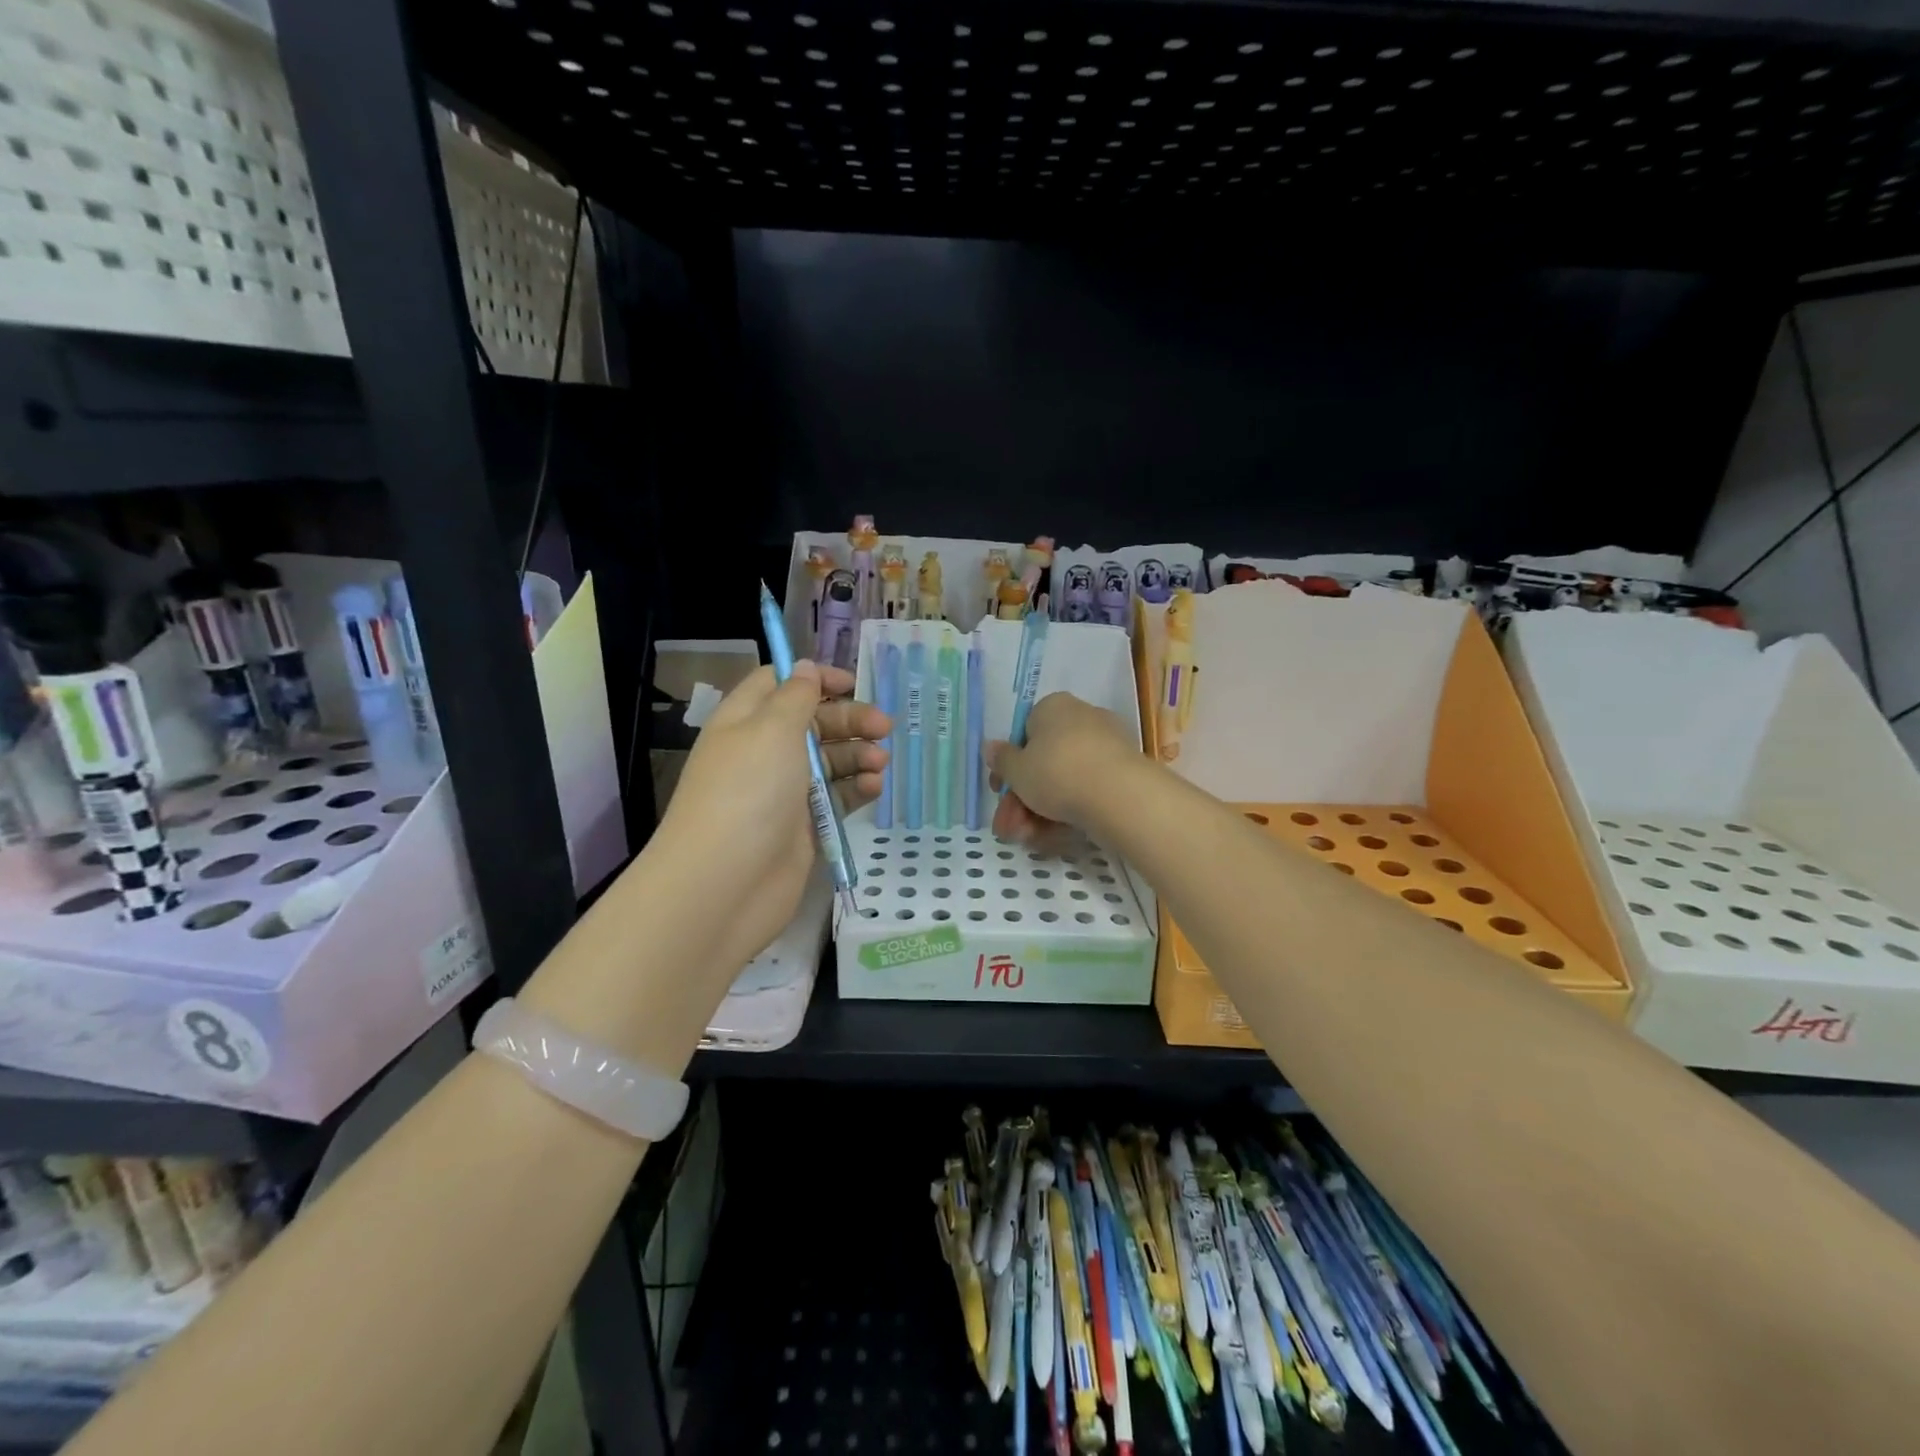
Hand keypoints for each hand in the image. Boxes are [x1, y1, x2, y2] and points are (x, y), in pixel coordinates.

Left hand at [659, 662, 889, 972]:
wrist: (727, 882)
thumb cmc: (748, 791)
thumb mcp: (773, 729)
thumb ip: (796, 696)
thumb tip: (803, 667)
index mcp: (745, 721)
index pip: (779, 684)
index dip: (814, 678)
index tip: (852, 683)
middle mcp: (763, 753)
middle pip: (812, 723)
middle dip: (849, 719)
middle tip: (884, 727)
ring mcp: (783, 792)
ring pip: (828, 761)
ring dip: (857, 755)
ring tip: (880, 763)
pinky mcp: (802, 826)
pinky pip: (835, 798)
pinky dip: (855, 789)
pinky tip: (874, 787)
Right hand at [986, 692, 1137, 844]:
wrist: (1119, 795)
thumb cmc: (1057, 772)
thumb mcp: (1017, 769)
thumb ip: (1001, 759)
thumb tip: (990, 746)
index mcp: (1054, 707)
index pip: (1025, 733)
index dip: (1010, 766)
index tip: (1000, 791)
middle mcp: (1082, 718)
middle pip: (1044, 762)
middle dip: (1022, 799)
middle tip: (1010, 827)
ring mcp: (1106, 745)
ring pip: (1065, 779)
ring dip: (1041, 811)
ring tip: (1030, 839)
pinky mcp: (1123, 771)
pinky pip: (1088, 789)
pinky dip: (1070, 810)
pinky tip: (1055, 837)